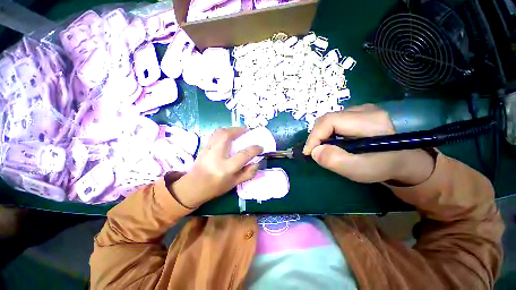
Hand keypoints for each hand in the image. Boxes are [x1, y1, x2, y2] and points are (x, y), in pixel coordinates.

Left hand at [171, 128, 262, 207]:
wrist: (194, 187)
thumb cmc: (216, 187)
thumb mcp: (235, 183)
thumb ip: (248, 173)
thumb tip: (257, 162)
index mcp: (226, 168)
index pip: (244, 155)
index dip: (254, 149)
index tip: (260, 147)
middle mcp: (216, 156)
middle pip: (227, 136)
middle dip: (239, 130)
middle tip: (247, 131)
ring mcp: (208, 150)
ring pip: (219, 132)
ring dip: (231, 129)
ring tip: (238, 131)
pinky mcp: (203, 147)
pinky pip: (214, 134)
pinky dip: (223, 132)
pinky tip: (228, 135)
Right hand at [303, 104, 434, 184]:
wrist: (402, 160)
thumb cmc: (383, 167)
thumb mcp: (360, 170)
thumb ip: (336, 161)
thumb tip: (314, 151)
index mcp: (369, 121)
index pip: (330, 121)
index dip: (315, 136)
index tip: (308, 153)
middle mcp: (364, 109)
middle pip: (328, 119)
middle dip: (316, 136)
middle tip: (314, 152)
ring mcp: (361, 110)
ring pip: (329, 120)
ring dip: (320, 135)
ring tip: (322, 149)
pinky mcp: (357, 114)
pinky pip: (333, 122)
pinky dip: (326, 133)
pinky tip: (331, 143)